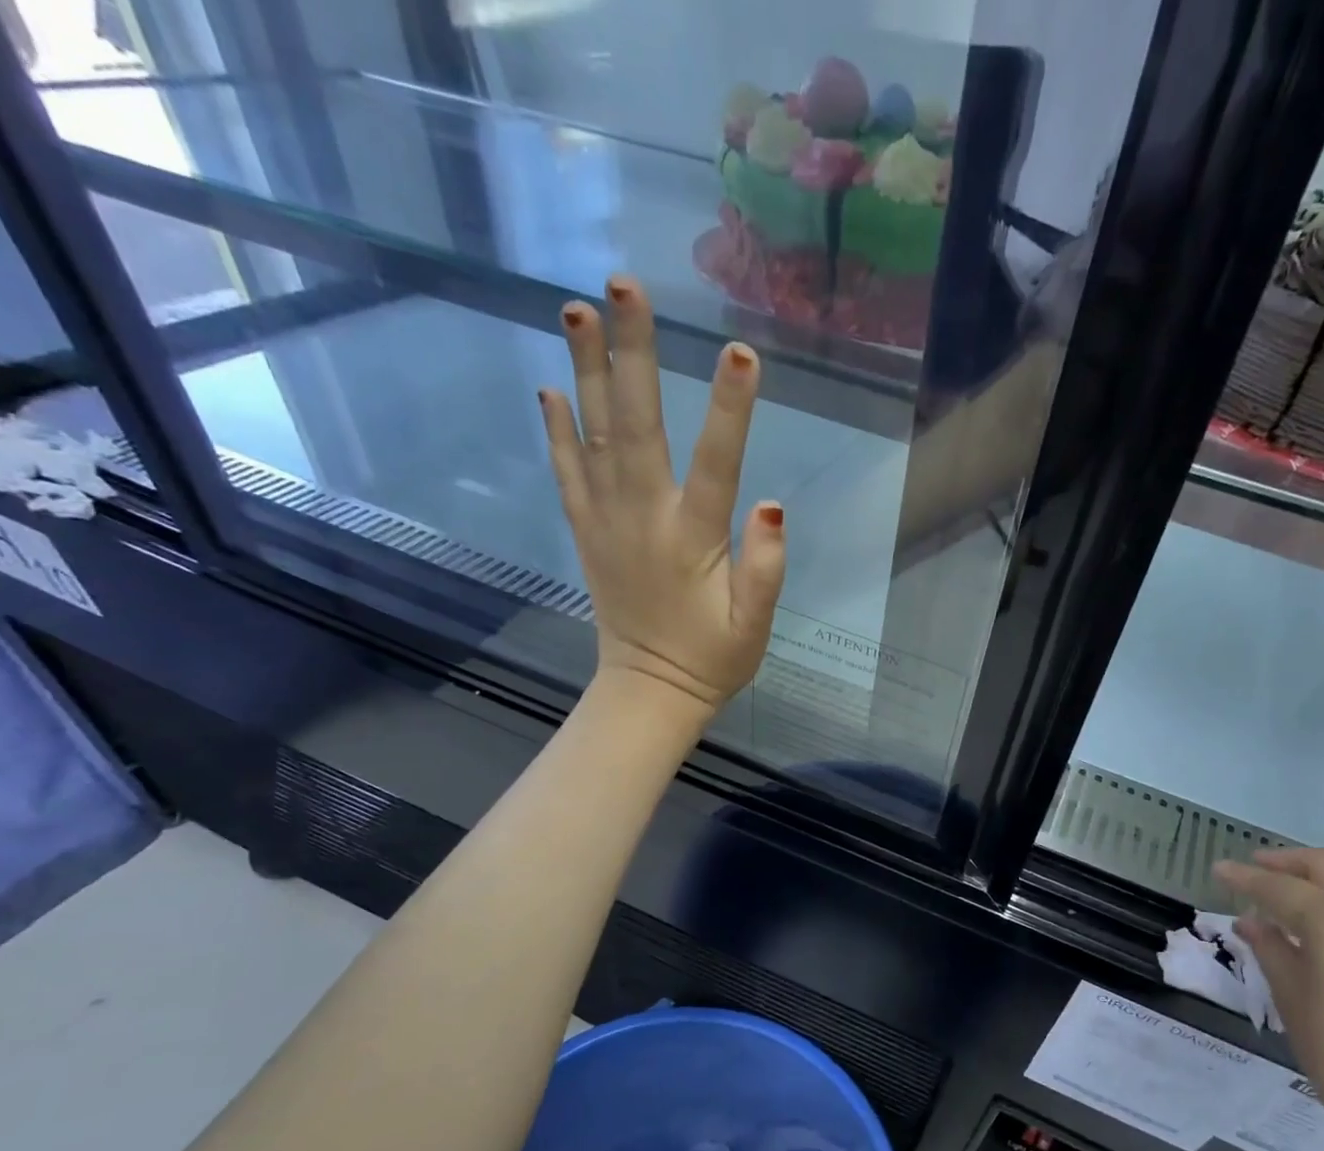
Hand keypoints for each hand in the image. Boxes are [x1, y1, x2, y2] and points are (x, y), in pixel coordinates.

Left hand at [540, 276, 785, 715]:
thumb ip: (765, 571)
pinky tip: (552, 386)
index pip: (715, 465)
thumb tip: (771, 506)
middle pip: (637, 427)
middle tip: (623, 286)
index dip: (730, 409)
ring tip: (574, 308)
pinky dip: (557, 429)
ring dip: (587, 371)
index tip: (741, 350)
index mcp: (692, 542)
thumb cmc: (712, 659)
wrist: (649, 691)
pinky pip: (567, 473)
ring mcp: (607, 523)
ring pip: (594, 437)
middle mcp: (643, 519)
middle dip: (633, 355)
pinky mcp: (586, 532)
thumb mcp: (753, 628)